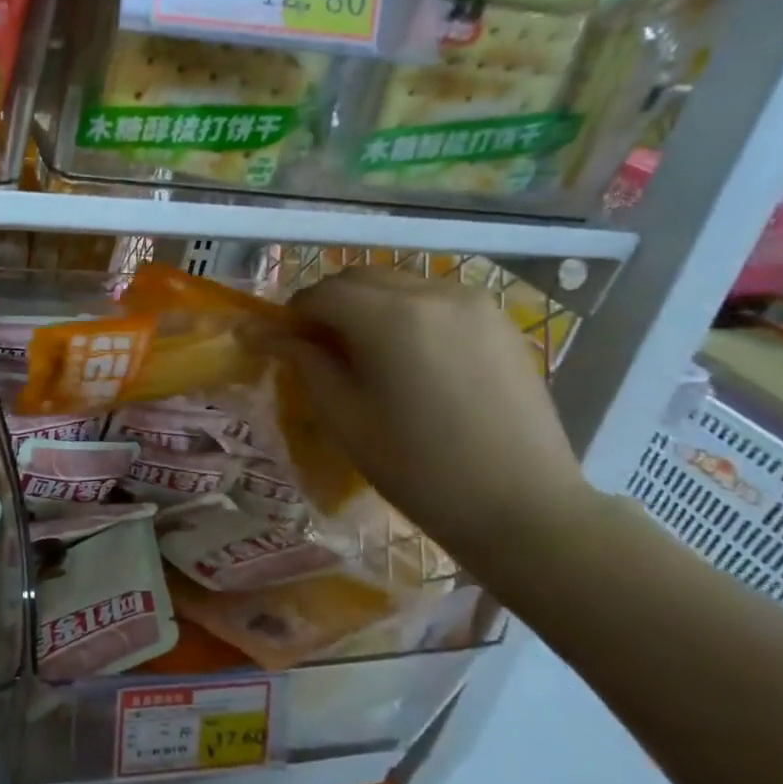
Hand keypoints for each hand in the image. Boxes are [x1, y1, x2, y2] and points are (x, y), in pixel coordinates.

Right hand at [271, 268, 596, 567]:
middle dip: (330, 305)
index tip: (284, 345)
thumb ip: (303, 361)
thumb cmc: (416, 467)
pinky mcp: (500, 321)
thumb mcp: (344, 415)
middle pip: (360, 278)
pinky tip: (410, 359)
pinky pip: (436, 300)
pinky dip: (407, 313)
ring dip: (368, 306)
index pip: (321, 293)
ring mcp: (474, 303)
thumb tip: (261, 333)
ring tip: (366, 355)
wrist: (521, 505)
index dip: (294, 315)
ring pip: (399, 285)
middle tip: (319, 349)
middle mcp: (433, 292)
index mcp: (389, 316)